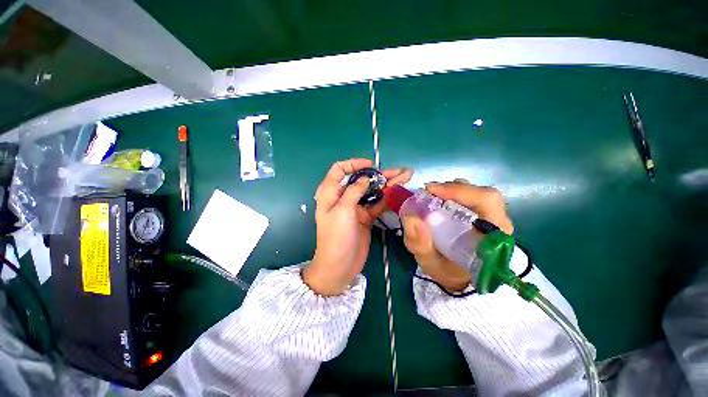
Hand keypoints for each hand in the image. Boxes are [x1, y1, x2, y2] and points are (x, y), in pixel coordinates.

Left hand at [303, 159, 412, 294]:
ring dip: (388, 184)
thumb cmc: (336, 237)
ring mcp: (356, 207)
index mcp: (331, 192)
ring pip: (372, 191)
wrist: (340, 266)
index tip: (371, 166)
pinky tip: (400, 192)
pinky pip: (377, 204)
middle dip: (379, 174)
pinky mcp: (366, 217)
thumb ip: (354, 191)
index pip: (340, 169)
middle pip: (361, 179)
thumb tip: (366, 178)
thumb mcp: (342, 210)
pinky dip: (388, 198)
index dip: (354, 164)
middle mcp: (343, 197)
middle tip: (399, 171)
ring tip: (406, 177)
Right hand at [401, 179, 512, 291]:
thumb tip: (411, 217)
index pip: (486, 201)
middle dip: (452, 189)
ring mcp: (493, 219)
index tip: (431, 190)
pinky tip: (440, 201)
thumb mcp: (429, 263)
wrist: (460, 278)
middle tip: (428, 193)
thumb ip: (419, 244)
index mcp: (492, 237)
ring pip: (476, 193)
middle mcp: (498, 224)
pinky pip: (471, 198)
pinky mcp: (485, 216)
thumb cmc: (448, 272)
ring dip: (452, 191)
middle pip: (482, 193)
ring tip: (433, 197)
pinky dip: (453, 195)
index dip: (459, 191)